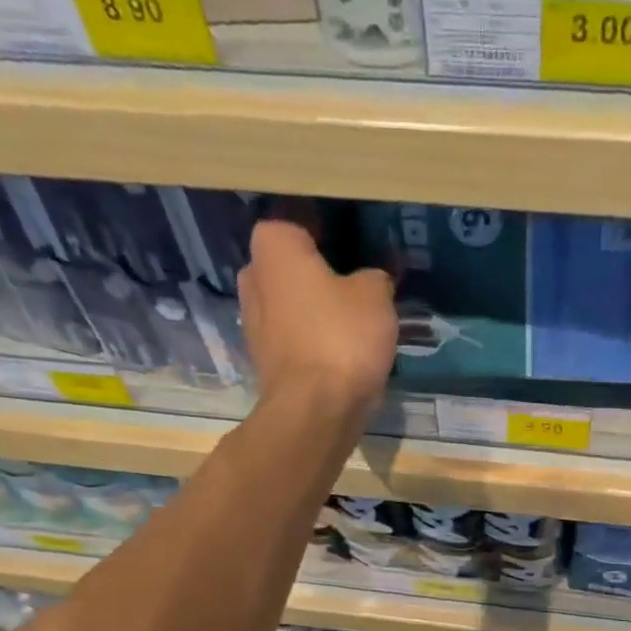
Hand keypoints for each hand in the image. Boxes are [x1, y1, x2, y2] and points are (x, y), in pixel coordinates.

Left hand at [238, 219, 397, 418]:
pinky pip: (292, 336)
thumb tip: (374, 278)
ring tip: (352, 317)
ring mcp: (253, 322)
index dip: (327, 228)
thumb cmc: (342, 337)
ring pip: (290, 302)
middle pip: (290, 264)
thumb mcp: (376, 296)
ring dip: (314, 307)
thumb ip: (376, 277)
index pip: (296, 220)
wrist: (315, 410)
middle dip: (317, 269)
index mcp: (274, 247)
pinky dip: (312, 338)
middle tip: (356, 279)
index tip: (354, 241)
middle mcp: (253, 277)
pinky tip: (340, 348)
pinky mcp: (264, 360)